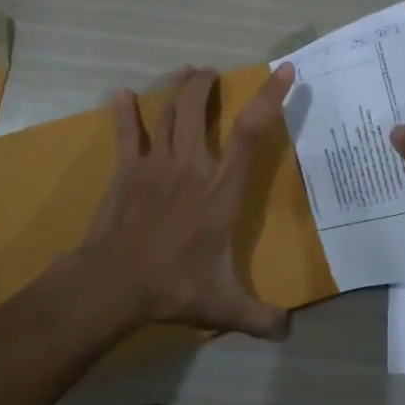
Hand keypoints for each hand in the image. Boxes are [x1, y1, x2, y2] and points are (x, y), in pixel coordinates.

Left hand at [74, 63, 295, 340]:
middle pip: (198, 110)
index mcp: (221, 190)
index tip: (282, 71)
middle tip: (212, 73)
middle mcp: (191, 167)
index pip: (251, 134)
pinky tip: (120, 94)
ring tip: (187, 73)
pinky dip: (124, 113)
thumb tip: (290, 333)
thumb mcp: (226, 307)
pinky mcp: (127, 172)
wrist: (114, 284)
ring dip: (178, 90)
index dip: (269, 98)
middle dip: (206, 85)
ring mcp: (156, 165)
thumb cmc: (174, 287)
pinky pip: (126, 134)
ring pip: (168, 114)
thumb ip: (261, 318)